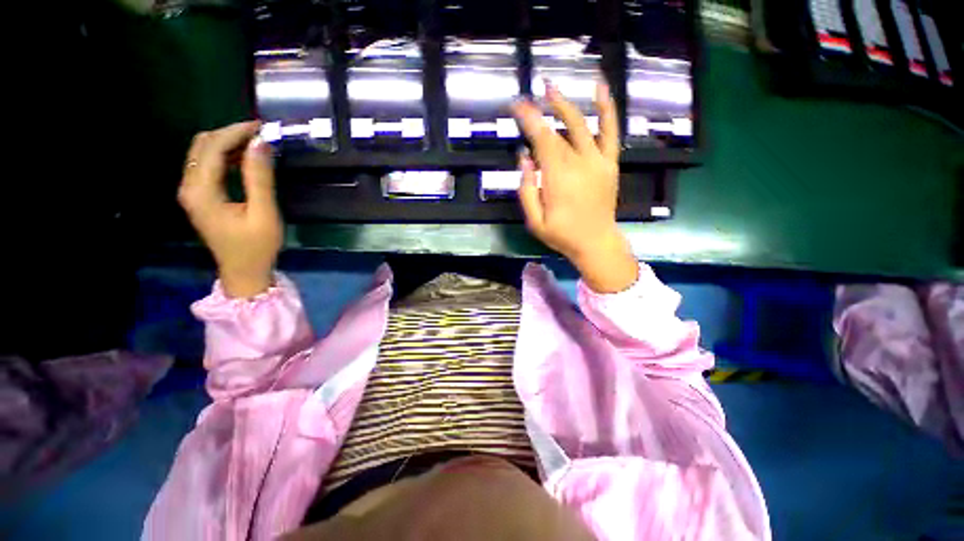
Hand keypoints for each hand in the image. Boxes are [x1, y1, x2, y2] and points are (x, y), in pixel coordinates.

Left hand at [178, 121, 282, 297]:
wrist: (244, 271)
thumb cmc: (257, 247)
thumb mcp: (264, 214)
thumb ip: (260, 179)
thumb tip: (261, 144)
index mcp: (201, 191)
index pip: (212, 148)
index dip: (236, 132)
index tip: (262, 127)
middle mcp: (189, 187)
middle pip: (202, 145)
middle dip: (230, 134)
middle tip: (260, 134)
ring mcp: (191, 192)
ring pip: (203, 153)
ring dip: (227, 143)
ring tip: (256, 144)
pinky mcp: (199, 196)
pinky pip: (207, 166)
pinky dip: (225, 156)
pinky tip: (245, 160)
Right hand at [511, 81, 638, 292]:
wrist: (596, 242)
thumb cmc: (561, 235)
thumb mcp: (534, 221)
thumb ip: (526, 190)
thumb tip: (524, 158)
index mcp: (557, 178)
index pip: (541, 140)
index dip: (528, 120)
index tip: (516, 106)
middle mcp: (578, 164)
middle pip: (556, 133)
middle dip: (539, 113)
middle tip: (525, 100)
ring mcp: (597, 161)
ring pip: (581, 125)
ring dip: (565, 105)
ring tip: (550, 88)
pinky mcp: (610, 163)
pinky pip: (611, 131)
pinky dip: (607, 108)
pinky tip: (600, 87)